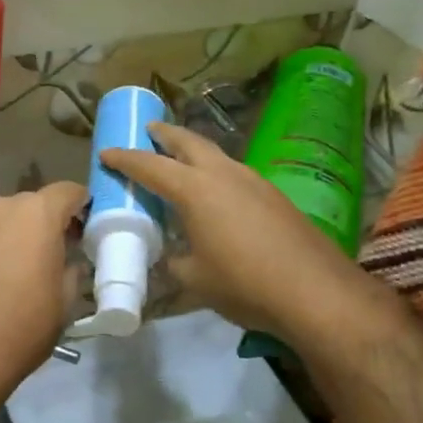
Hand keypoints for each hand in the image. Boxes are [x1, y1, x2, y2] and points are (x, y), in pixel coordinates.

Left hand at [0, 182, 85, 422]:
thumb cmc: (24, 327)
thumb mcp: (65, 302)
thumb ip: (72, 269)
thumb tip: (69, 262)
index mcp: (37, 214)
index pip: (68, 191)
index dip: (80, 206)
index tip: (83, 227)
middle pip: (30, 205)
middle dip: (43, 223)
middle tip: (49, 253)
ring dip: (10, 235)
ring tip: (12, 269)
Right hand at [101, 123, 403, 348]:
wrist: (316, 292)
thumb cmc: (244, 284)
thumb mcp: (194, 280)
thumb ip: (173, 263)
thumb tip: (168, 258)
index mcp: (196, 190)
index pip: (150, 166)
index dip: (125, 159)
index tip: (106, 153)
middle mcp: (224, 174)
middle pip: (189, 142)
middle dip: (165, 134)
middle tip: (149, 130)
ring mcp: (255, 181)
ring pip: (217, 155)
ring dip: (194, 151)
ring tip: (181, 160)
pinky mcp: (275, 196)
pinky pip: (235, 174)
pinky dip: (216, 173)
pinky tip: (217, 193)